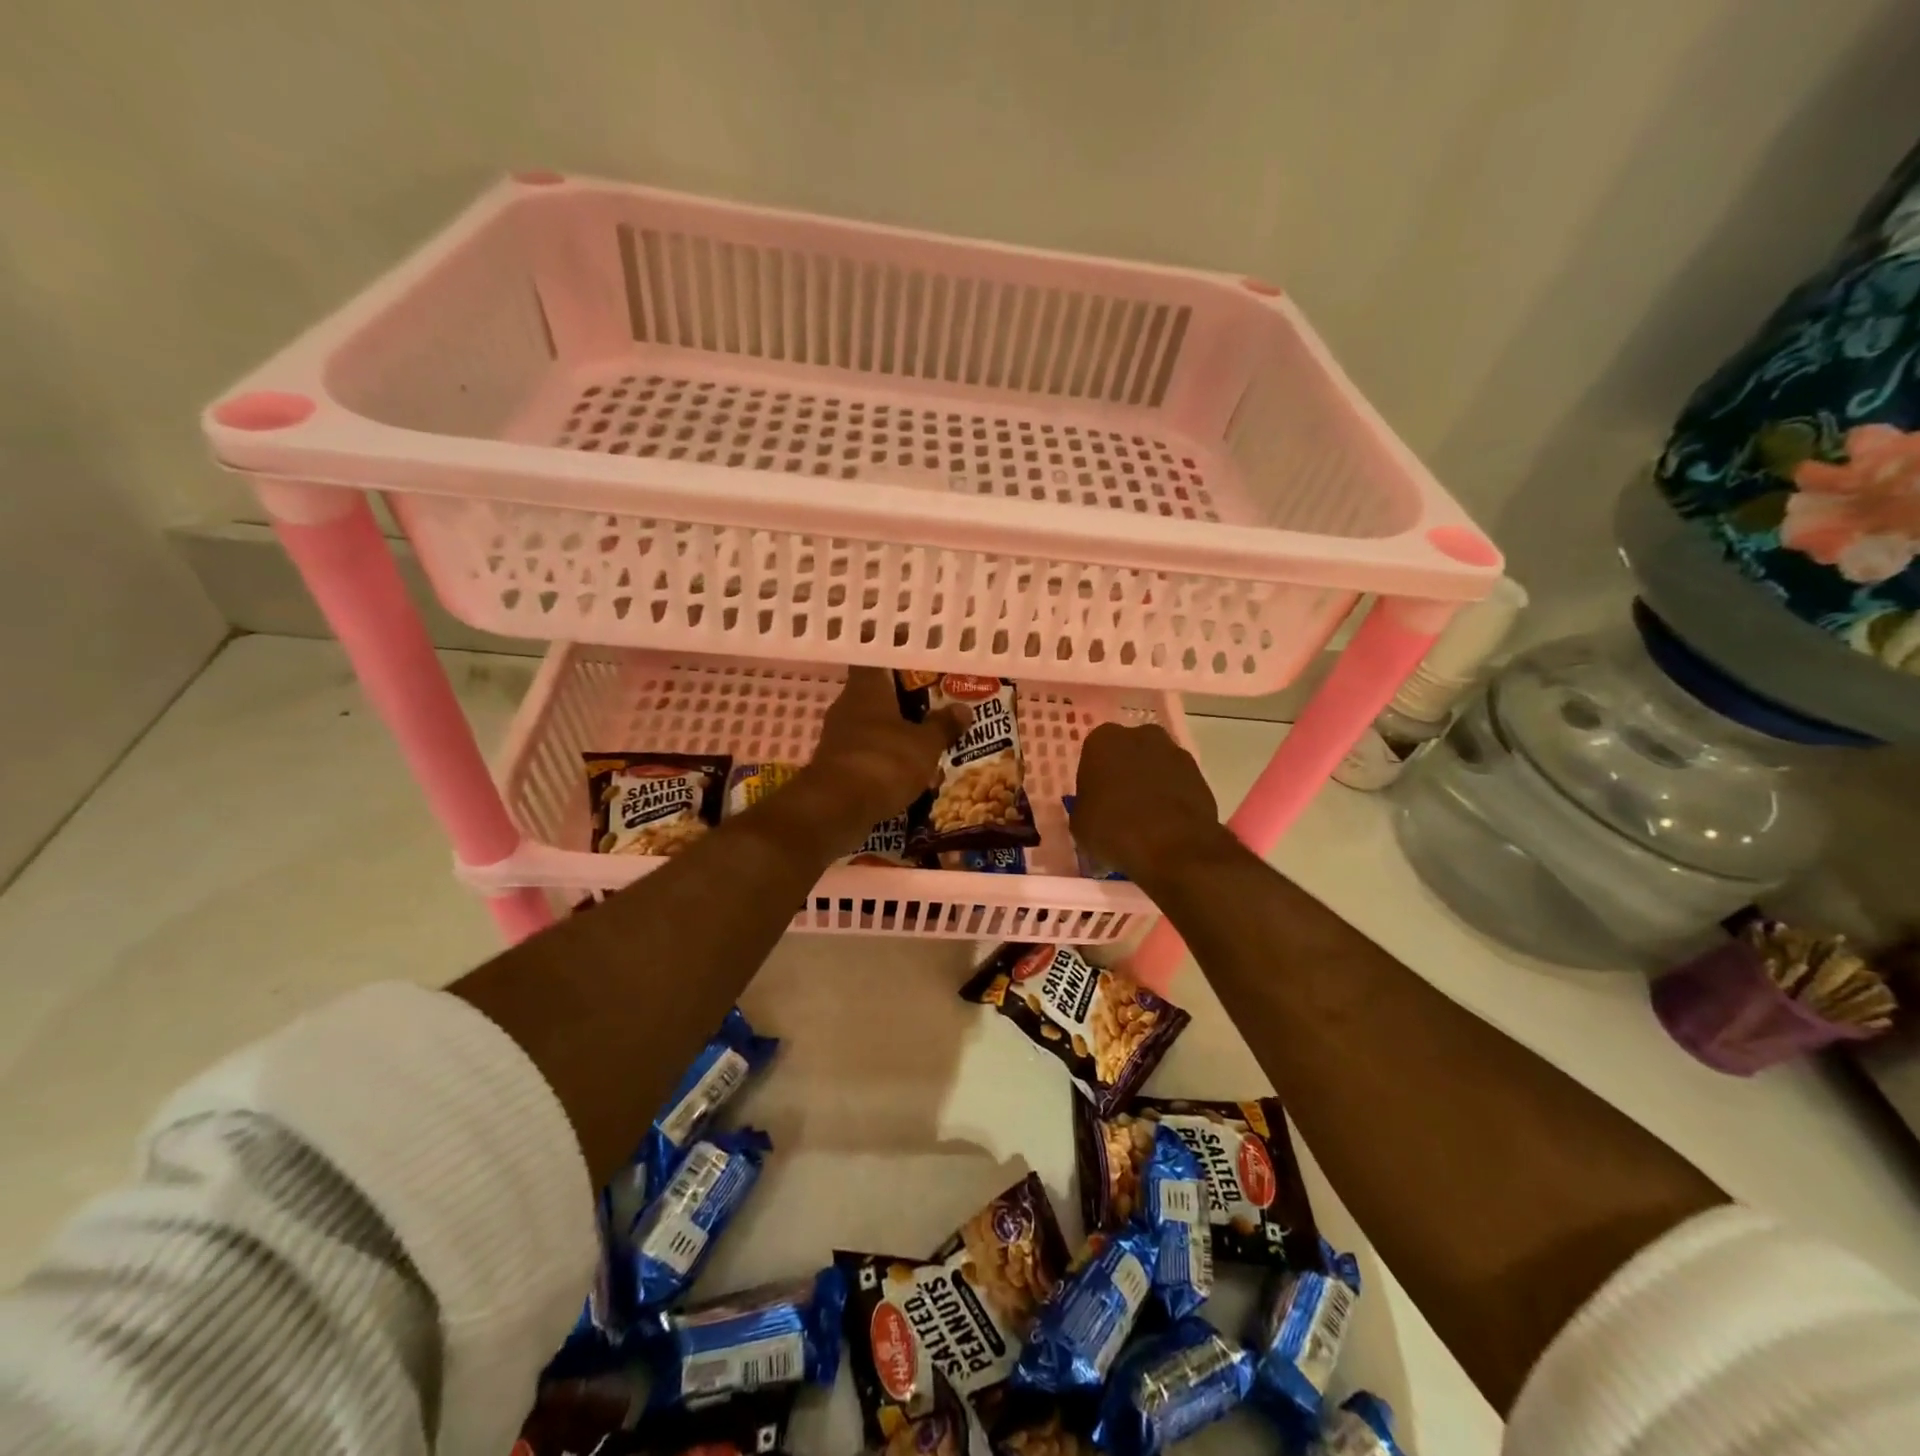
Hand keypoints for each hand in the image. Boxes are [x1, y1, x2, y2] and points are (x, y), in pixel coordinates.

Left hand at [808, 667, 968, 822]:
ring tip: (928, 740)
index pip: (878, 659)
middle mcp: (848, 706)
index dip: (898, 659)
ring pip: (874, 727)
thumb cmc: (885, 761)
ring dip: (897, 733)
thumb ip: (943, 725)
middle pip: (878, 695)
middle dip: (905, 701)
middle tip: (936, 704)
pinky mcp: (837, 766)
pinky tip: (910, 772)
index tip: (921, 662)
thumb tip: (963, 709)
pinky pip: (869, 754)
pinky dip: (887, 760)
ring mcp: (839, 737)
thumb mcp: (925, 744)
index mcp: (867, 688)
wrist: (837, 809)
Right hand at [1071, 723, 1225, 885]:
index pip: (1093, 754)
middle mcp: (1140, 735)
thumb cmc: (1114, 829)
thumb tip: (1093, 809)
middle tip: (1119, 805)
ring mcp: (1174, 752)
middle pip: (1127, 752)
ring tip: (1145, 818)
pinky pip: (1177, 782)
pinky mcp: (1200, 773)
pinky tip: (1166, 824)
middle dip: (1124, 772)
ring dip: (1150, 783)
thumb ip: (1084, 806)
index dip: (1094, 778)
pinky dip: (1171, 796)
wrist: (1173, 846)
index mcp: (1103, 740)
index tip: (1095, 801)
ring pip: (1154, 765)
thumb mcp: (1079, 824)